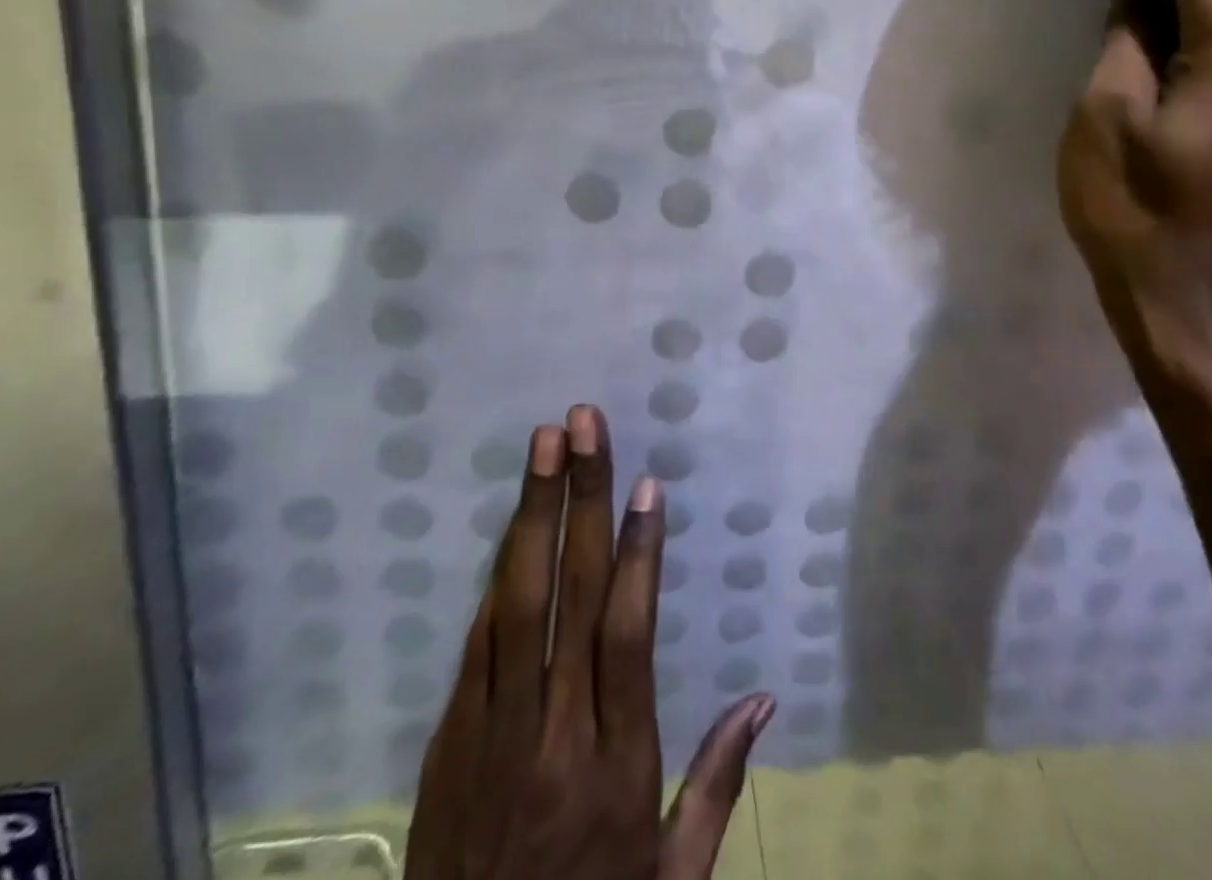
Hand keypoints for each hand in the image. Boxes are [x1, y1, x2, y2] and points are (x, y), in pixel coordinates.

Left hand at [405, 406, 773, 879]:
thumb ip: (715, 787)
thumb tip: (762, 700)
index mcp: (617, 765)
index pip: (628, 634)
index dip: (639, 553)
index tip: (646, 486)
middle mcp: (555, 735)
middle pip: (571, 595)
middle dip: (582, 499)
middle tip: (582, 425)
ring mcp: (492, 734)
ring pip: (517, 602)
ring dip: (531, 514)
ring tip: (544, 444)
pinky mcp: (448, 741)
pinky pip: (478, 643)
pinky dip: (497, 578)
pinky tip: (513, 526)